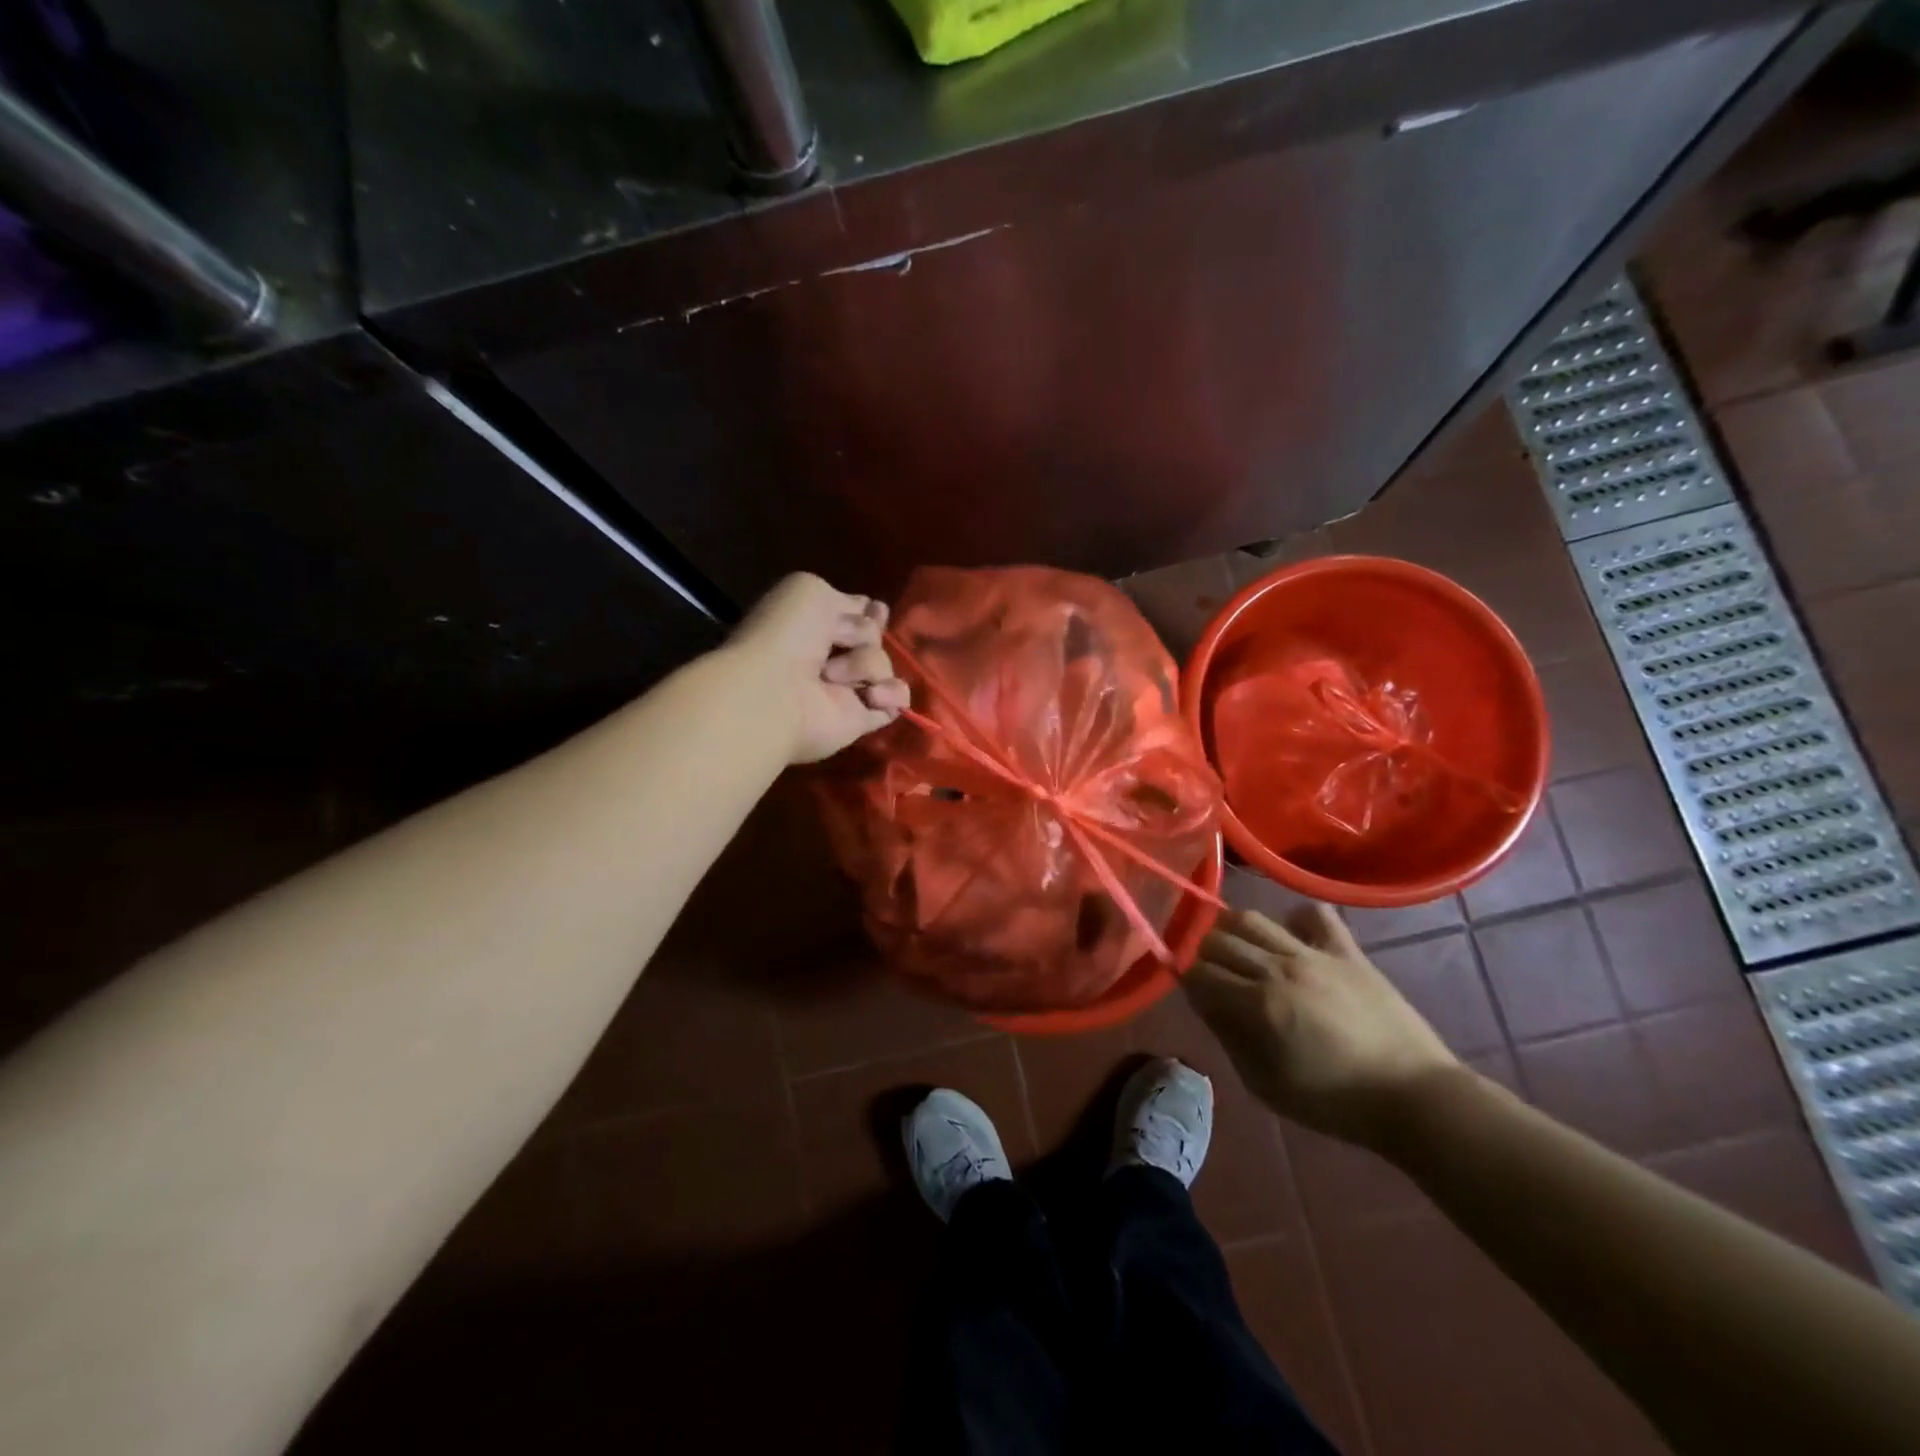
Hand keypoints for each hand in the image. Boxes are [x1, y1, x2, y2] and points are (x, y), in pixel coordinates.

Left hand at [730, 573, 909, 764]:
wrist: (774, 693)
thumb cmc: (786, 637)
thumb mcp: (810, 590)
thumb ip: (846, 599)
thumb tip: (872, 613)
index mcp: (815, 624)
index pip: (859, 615)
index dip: (870, 613)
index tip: (872, 612)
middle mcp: (832, 657)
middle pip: (875, 638)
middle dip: (865, 635)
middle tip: (839, 642)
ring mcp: (849, 690)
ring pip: (884, 665)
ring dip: (866, 664)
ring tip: (832, 677)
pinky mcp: (863, 719)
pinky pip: (897, 699)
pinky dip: (891, 694)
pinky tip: (871, 695)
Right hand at [1184, 904, 1459, 1148]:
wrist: (1414, 1098)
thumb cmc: (1334, 1103)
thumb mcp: (1266, 1085)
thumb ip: (1229, 1038)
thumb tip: (1205, 1003)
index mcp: (1257, 1005)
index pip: (1199, 973)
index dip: (1187, 980)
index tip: (1192, 993)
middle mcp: (1279, 968)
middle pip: (1218, 940)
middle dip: (1204, 955)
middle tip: (1211, 974)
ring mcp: (1314, 954)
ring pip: (1253, 919)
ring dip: (1234, 931)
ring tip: (1240, 951)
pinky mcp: (1347, 951)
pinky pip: (1313, 914)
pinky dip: (1295, 919)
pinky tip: (1292, 938)